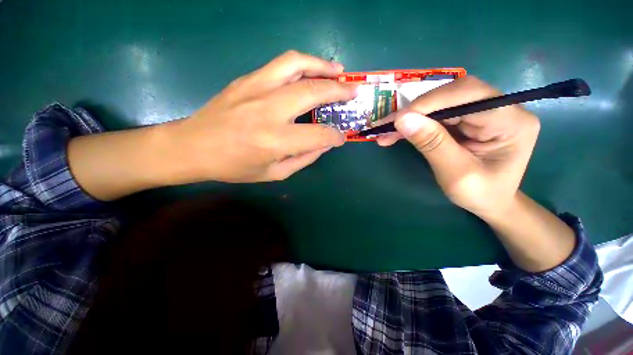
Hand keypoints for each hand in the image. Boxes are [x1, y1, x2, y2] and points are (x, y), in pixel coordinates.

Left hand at [164, 50, 356, 182]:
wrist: (192, 146)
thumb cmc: (234, 166)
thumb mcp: (274, 173)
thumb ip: (303, 159)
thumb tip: (324, 144)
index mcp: (275, 141)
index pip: (318, 135)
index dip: (335, 137)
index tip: (341, 138)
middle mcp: (268, 111)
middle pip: (312, 92)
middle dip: (339, 92)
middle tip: (354, 92)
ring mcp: (256, 89)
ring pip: (297, 65)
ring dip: (323, 66)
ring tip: (339, 72)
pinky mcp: (247, 80)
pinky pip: (281, 65)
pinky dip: (303, 64)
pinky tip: (312, 70)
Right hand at [376, 76, 539, 219]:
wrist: (492, 202)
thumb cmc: (481, 194)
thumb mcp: (456, 174)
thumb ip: (432, 144)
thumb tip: (402, 119)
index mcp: (511, 121)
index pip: (469, 95)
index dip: (430, 102)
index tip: (397, 119)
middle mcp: (501, 108)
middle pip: (452, 94)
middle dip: (415, 110)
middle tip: (386, 126)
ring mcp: (484, 111)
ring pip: (440, 102)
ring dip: (410, 117)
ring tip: (386, 132)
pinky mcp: (468, 118)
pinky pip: (436, 114)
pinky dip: (414, 123)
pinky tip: (397, 133)